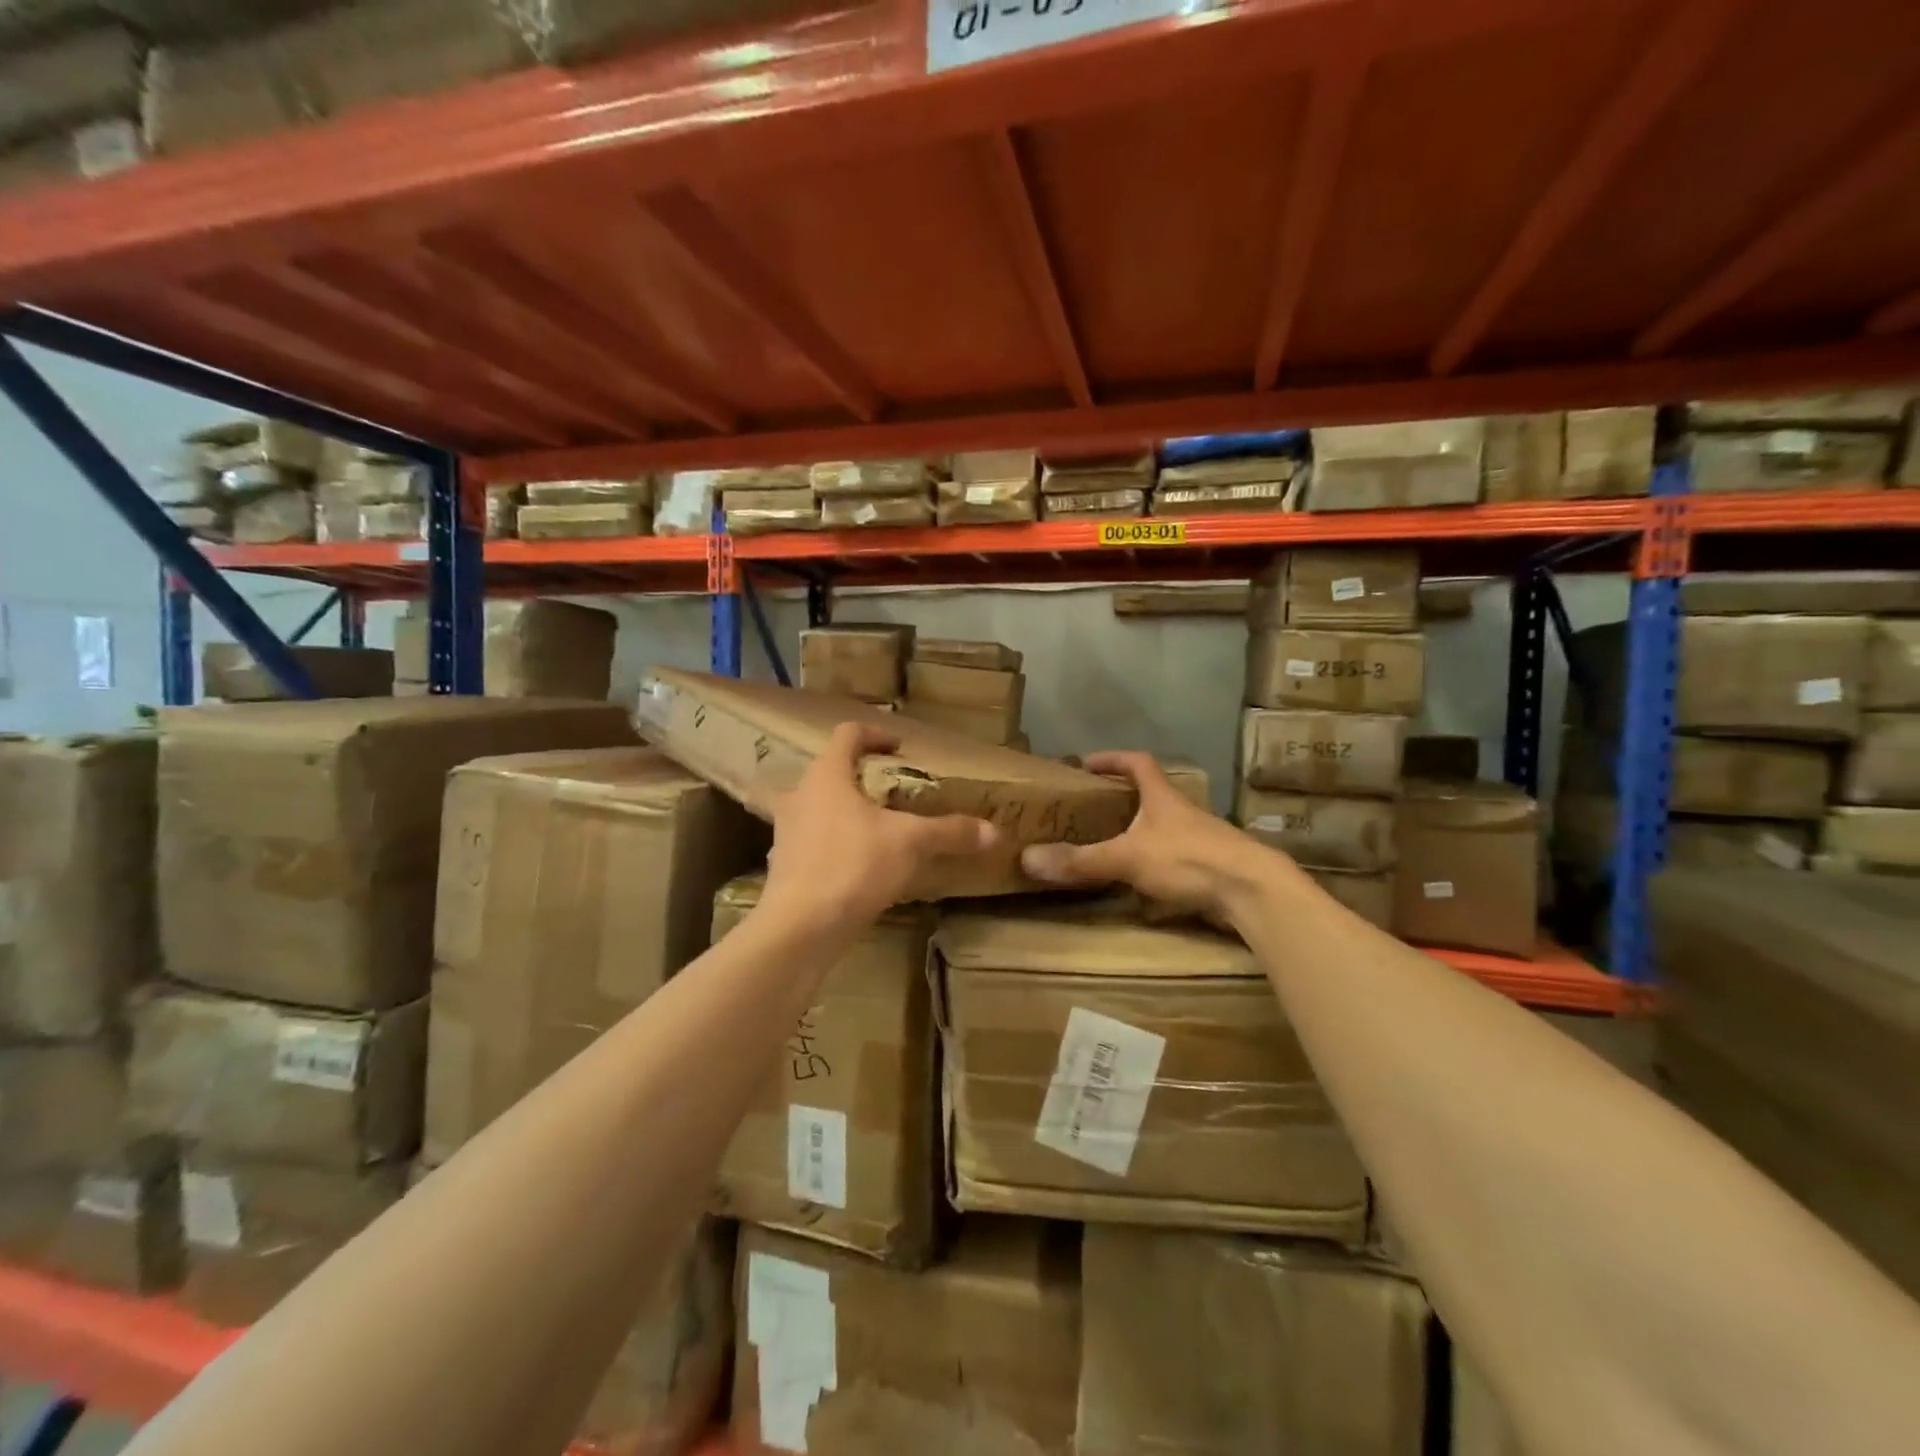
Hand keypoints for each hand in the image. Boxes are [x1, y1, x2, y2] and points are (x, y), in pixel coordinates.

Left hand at [759, 723, 999, 931]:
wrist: (801, 927)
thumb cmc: (854, 865)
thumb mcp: (911, 843)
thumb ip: (950, 832)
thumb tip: (994, 831)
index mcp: (827, 776)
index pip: (847, 735)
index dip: (875, 735)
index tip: (899, 749)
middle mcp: (800, 796)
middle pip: (828, 771)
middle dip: (858, 777)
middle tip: (890, 792)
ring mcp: (787, 832)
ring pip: (816, 808)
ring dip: (842, 812)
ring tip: (875, 828)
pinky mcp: (784, 866)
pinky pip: (812, 843)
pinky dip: (834, 845)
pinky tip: (858, 866)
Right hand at [1021, 751, 1280, 922]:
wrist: (1253, 891)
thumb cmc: (1189, 859)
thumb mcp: (1128, 857)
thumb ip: (1081, 860)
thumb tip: (1027, 858)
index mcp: (1163, 797)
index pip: (1137, 762)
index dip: (1112, 759)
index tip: (1086, 763)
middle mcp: (1182, 812)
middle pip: (1151, 794)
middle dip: (1122, 798)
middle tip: (1091, 809)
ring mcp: (1200, 839)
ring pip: (1163, 828)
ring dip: (1139, 832)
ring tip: (1110, 846)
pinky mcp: (1210, 867)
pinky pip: (1174, 858)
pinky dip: (1154, 863)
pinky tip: (1140, 882)